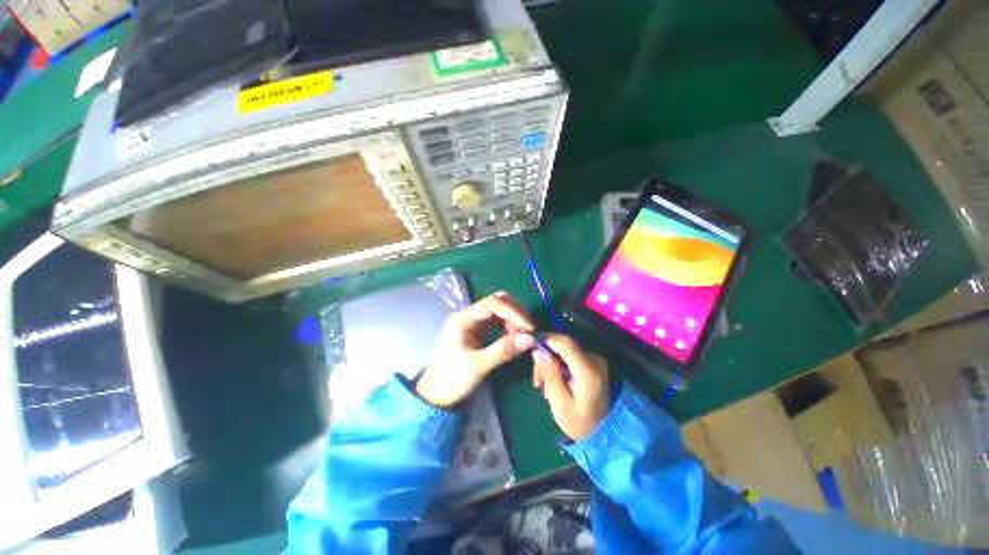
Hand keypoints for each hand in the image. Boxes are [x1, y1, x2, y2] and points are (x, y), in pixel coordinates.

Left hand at [417, 292, 535, 407]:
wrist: (435, 395)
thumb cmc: (452, 379)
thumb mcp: (478, 366)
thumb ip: (503, 350)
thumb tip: (530, 338)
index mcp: (463, 318)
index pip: (493, 303)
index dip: (513, 312)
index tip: (529, 327)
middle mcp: (468, 315)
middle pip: (496, 301)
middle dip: (515, 312)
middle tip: (528, 330)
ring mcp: (472, 322)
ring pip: (498, 310)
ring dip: (513, 319)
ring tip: (522, 336)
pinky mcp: (477, 331)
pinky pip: (497, 321)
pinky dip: (508, 326)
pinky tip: (514, 337)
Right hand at [532, 334, 609, 440]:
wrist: (601, 434)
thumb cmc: (578, 422)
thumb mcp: (559, 403)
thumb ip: (550, 374)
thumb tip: (538, 351)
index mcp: (588, 371)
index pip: (566, 344)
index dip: (547, 339)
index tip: (530, 344)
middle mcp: (594, 360)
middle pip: (564, 346)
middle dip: (546, 356)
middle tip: (536, 378)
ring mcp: (595, 360)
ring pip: (565, 350)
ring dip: (550, 362)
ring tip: (542, 384)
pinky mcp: (592, 363)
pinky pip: (570, 356)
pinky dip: (558, 364)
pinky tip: (553, 381)